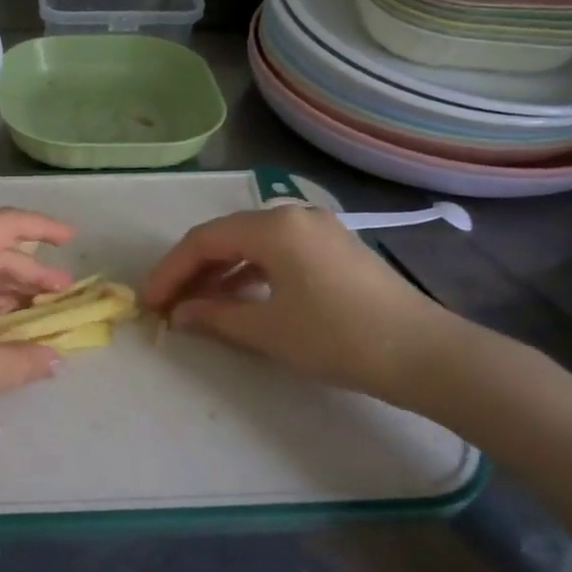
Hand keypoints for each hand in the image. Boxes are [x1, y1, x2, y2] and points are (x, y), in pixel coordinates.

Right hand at [140, 206, 458, 403]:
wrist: (424, 354)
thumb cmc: (336, 337)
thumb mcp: (266, 330)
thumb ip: (214, 316)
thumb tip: (180, 314)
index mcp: (273, 227)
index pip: (203, 240)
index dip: (169, 271)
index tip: (148, 302)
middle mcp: (293, 217)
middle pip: (225, 237)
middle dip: (190, 270)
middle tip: (166, 304)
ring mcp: (317, 231)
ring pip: (250, 245)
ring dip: (218, 273)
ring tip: (196, 305)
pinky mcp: (333, 250)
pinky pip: (276, 253)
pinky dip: (249, 274)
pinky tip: (237, 298)